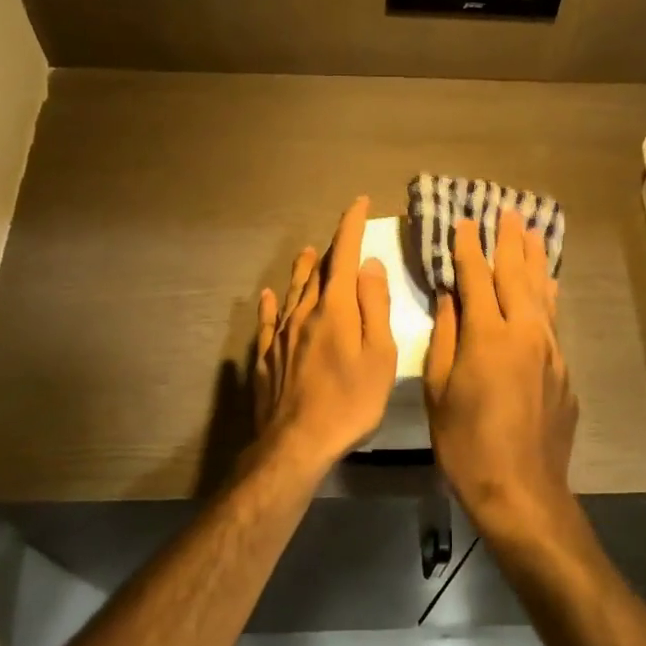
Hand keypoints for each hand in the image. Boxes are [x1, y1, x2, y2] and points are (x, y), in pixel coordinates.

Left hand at [253, 197, 397, 475]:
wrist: (298, 441)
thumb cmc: (350, 401)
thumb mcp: (379, 354)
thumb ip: (374, 306)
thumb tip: (368, 265)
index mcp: (335, 309)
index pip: (344, 255)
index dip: (351, 226)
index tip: (358, 203)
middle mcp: (304, 313)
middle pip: (318, 272)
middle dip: (332, 248)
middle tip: (341, 233)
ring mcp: (281, 336)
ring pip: (292, 292)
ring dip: (302, 270)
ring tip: (307, 253)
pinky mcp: (266, 358)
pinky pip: (267, 322)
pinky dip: (270, 305)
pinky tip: (267, 296)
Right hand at [424, 213, 577, 535]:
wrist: (521, 488)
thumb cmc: (465, 443)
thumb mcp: (438, 390)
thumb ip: (446, 337)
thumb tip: (450, 298)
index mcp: (488, 336)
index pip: (476, 279)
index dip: (468, 249)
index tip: (465, 222)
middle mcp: (525, 333)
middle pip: (517, 276)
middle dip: (510, 242)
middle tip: (507, 212)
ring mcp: (550, 351)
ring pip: (543, 293)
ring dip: (535, 260)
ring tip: (532, 232)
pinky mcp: (564, 370)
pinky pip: (553, 321)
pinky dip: (547, 296)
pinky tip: (548, 286)